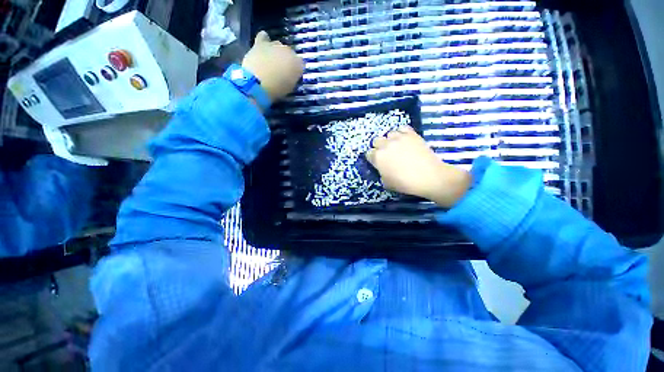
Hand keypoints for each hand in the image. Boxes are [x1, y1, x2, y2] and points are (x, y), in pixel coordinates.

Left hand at [242, 31, 304, 102]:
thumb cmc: (277, 89)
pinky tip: (263, 43)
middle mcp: (289, 51)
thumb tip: (290, 76)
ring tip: (271, 61)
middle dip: (286, 60)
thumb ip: (292, 79)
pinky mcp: (261, 43)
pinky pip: (263, 37)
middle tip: (281, 70)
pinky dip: (264, 39)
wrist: (257, 82)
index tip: (292, 77)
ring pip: (278, 46)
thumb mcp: (289, 88)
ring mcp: (275, 45)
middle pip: (289, 53)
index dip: (296, 70)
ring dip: (276, 52)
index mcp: (298, 64)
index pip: (300, 64)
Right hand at [366, 126, 471, 207]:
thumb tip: (382, 168)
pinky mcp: (411, 134)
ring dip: (390, 140)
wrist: (429, 177)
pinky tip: (405, 140)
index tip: (377, 162)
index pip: (369, 153)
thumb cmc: (405, 183)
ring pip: (389, 134)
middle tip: (386, 154)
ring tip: (397, 146)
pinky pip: (402, 128)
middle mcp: (385, 145)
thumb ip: (381, 173)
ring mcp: (399, 138)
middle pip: (376, 140)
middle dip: (379, 147)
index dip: (372, 158)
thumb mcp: (387, 183)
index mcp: (378, 157)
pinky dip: (402, 133)